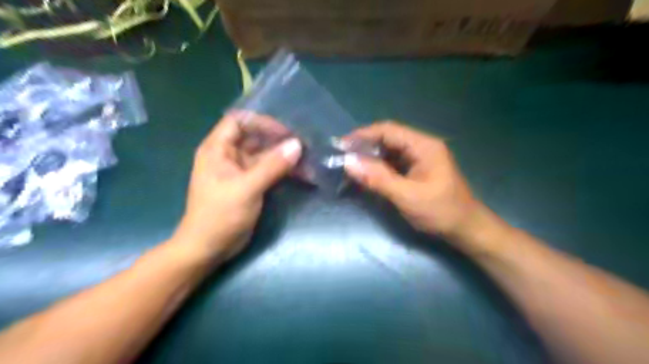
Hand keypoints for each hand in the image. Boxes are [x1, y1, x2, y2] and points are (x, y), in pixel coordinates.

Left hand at [173, 113, 304, 260]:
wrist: (209, 248)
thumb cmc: (220, 215)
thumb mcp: (247, 188)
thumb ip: (272, 166)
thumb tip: (297, 145)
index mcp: (218, 149)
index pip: (239, 121)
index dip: (261, 122)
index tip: (285, 132)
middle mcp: (228, 155)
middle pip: (255, 138)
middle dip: (279, 141)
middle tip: (305, 146)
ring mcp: (240, 171)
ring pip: (265, 156)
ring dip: (285, 158)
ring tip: (309, 162)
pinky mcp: (250, 184)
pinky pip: (269, 171)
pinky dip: (284, 172)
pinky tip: (303, 175)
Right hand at [344, 121, 474, 236]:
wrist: (465, 228)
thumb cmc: (440, 212)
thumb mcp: (407, 196)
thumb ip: (378, 178)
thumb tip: (349, 162)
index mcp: (423, 145)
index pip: (388, 130)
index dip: (363, 135)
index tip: (342, 146)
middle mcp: (421, 146)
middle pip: (388, 138)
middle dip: (364, 146)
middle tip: (343, 158)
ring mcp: (420, 157)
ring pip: (389, 150)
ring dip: (370, 157)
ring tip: (351, 167)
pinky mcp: (417, 169)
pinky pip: (393, 162)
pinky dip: (378, 167)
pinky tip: (367, 175)